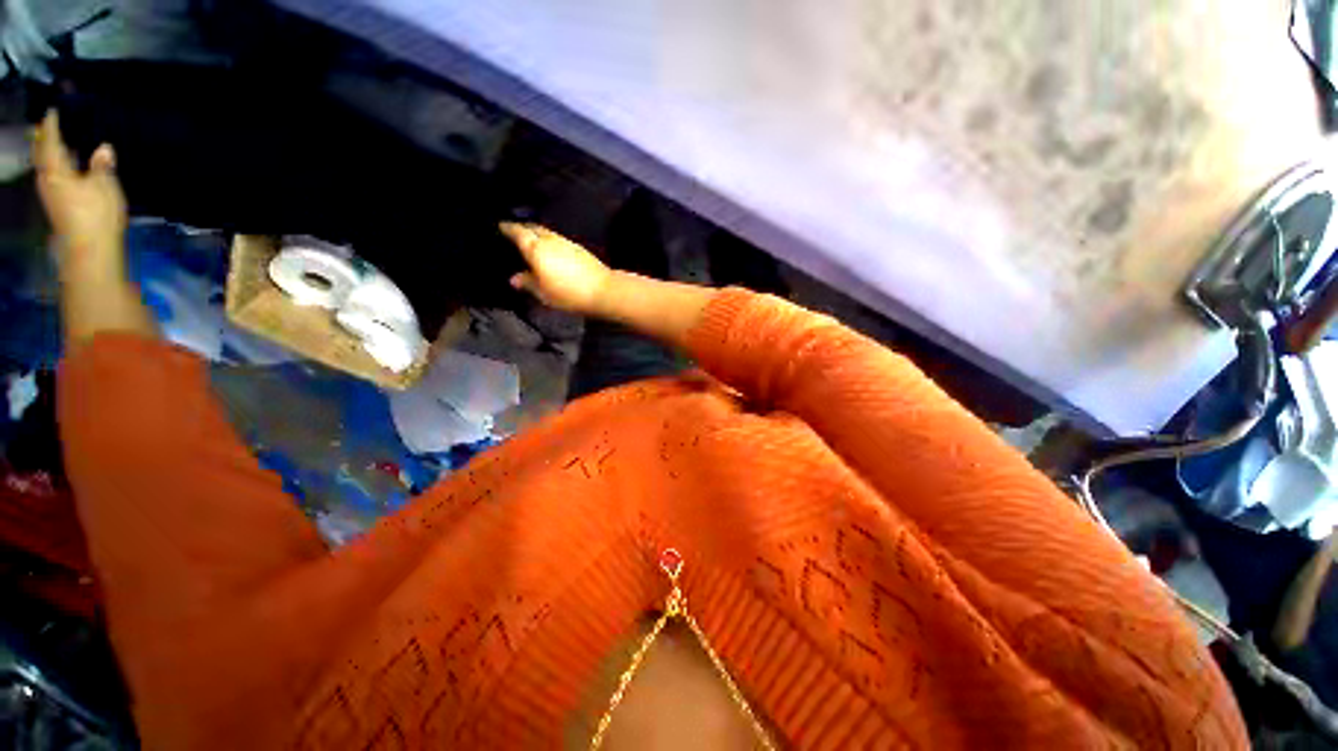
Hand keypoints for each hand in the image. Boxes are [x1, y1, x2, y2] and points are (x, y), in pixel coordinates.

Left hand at [33, 111, 126, 265]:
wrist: (91, 249)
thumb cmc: (96, 214)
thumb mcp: (105, 186)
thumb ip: (102, 166)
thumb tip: (104, 148)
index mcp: (56, 171)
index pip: (51, 143)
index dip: (52, 127)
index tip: (52, 112)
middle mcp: (48, 181)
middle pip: (42, 156)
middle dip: (42, 141)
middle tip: (43, 126)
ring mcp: (51, 195)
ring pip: (45, 167)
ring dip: (47, 155)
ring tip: (52, 144)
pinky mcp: (58, 205)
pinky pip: (53, 178)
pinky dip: (55, 168)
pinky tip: (64, 167)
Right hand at [501, 222, 612, 313]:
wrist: (603, 290)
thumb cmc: (568, 293)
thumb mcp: (543, 293)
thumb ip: (528, 283)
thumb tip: (514, 278)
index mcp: (536, 248)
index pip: (518, 232)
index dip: (508, 228)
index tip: (501, 226)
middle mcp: (551, 240)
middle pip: (534, 228)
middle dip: (523, 227)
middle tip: (515, 232)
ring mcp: (567, 242)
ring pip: (547, 232)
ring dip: (538, 233)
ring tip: (532, 241)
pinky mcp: (579, 249)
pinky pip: (558, 239)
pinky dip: (550, 240)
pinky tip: (551, 249)